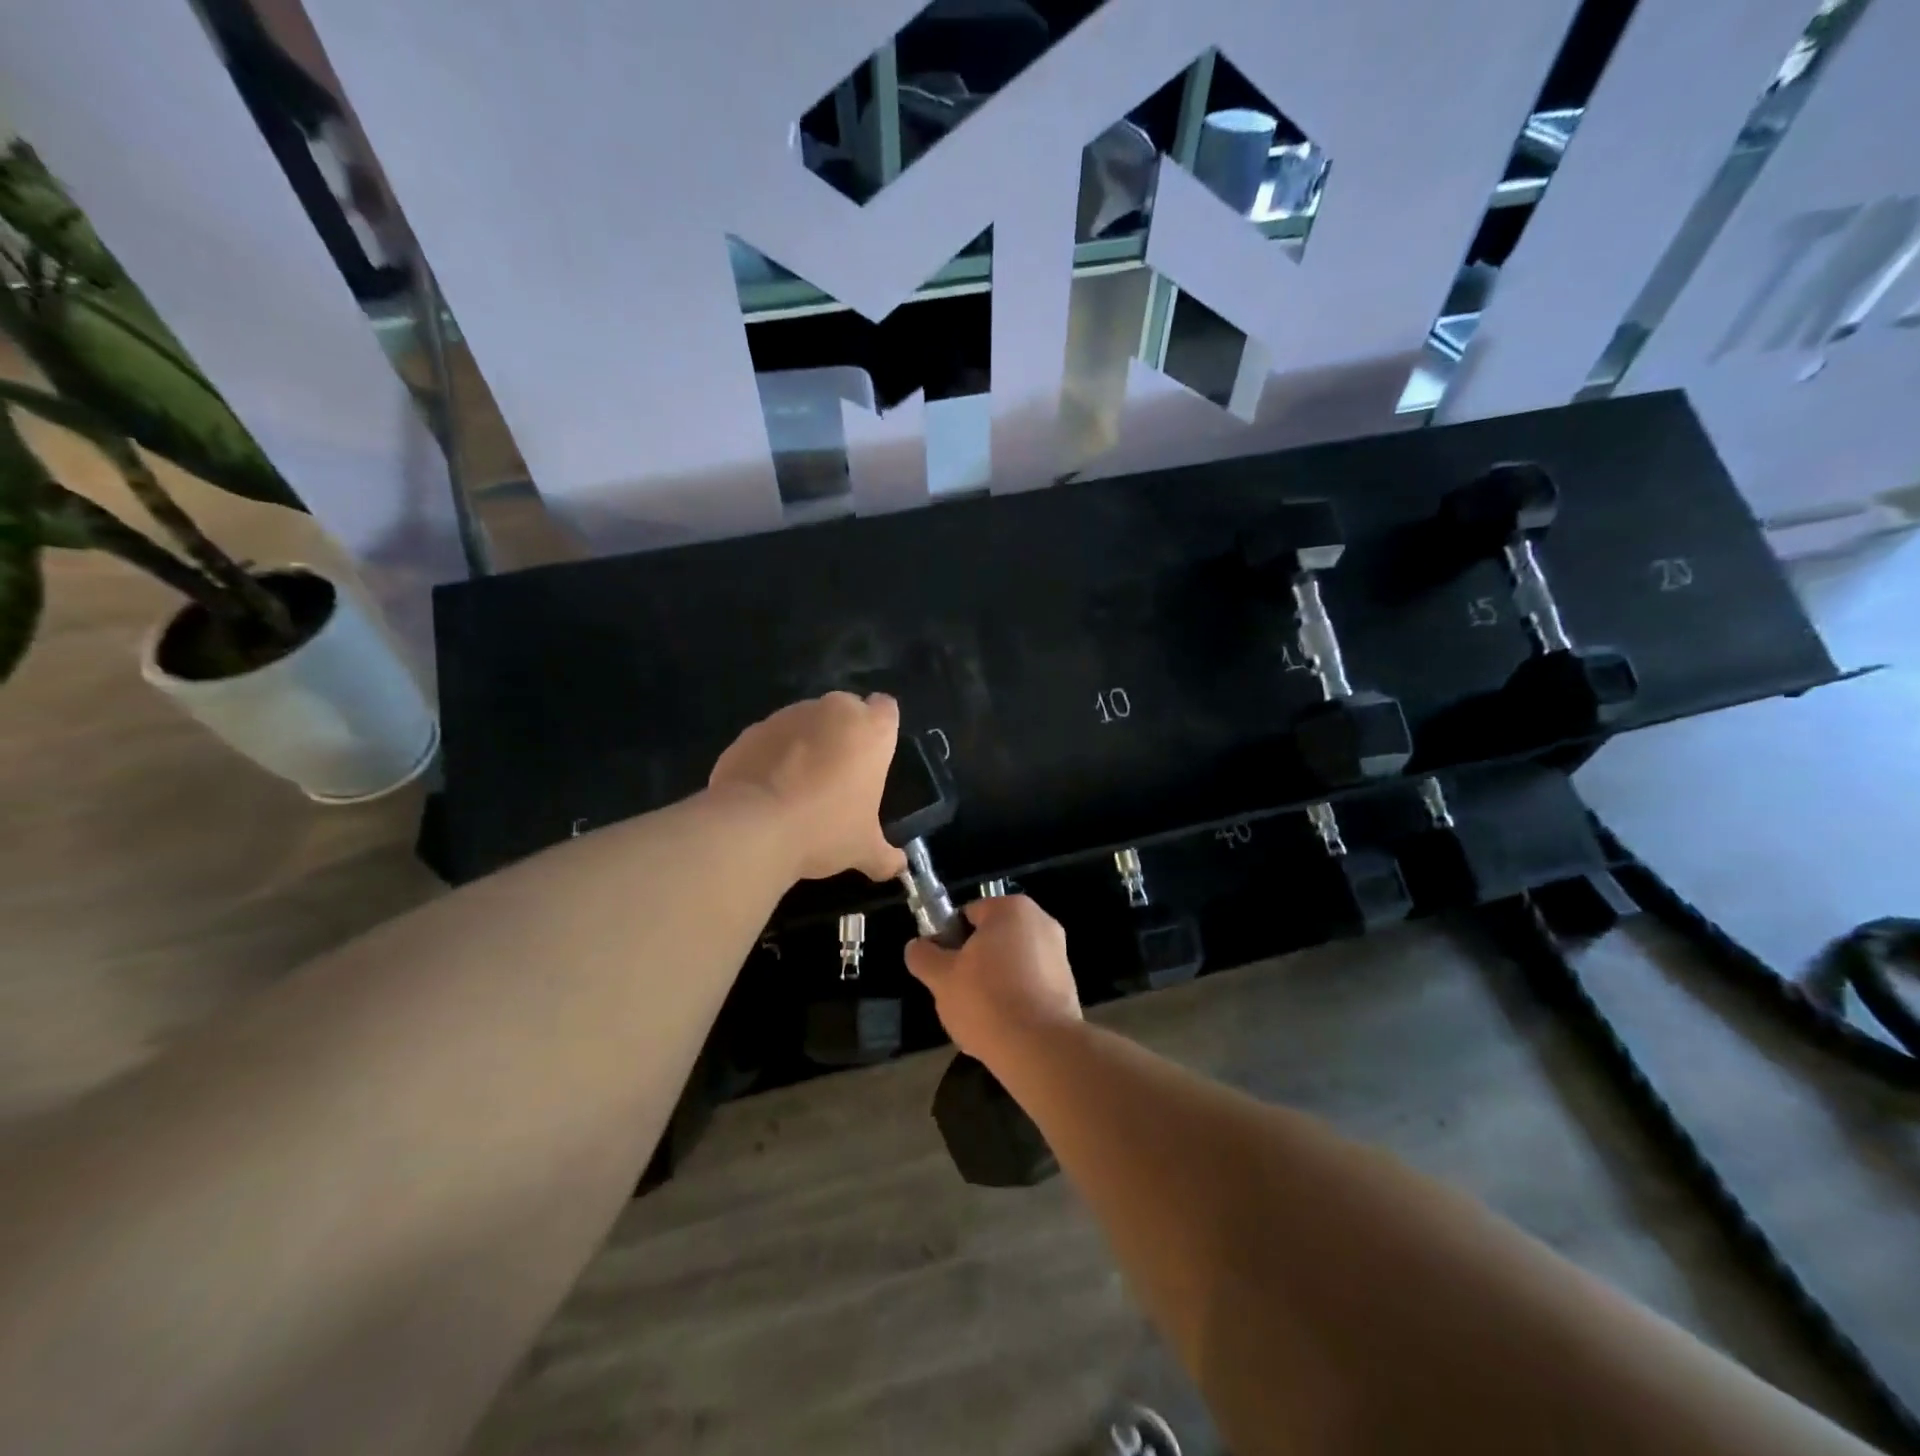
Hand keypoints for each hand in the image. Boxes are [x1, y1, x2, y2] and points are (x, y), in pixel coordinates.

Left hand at [709, 692, 906, 881]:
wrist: (752, 827)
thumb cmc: (825, 829)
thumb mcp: (863, 849)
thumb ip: (885, 855)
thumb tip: (898, 867)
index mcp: (870, 730)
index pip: (885, 708)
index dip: (880, 729)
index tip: (872, 756)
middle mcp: (832, 711)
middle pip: (845, 710)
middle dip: (842, 734)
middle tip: (838, 776)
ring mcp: (787, 716)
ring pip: (805, 721)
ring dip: (806, 743)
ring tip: (797, 787)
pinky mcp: (751, 731)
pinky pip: (771, 739)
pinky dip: (772, 756)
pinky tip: (767, 791)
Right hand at [904, 895, 1082, 1062]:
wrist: (1040, 1049)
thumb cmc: (987, 1000)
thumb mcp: (941, 978)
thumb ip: (924, 957)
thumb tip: (916, 946)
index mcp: (1011, 909)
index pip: (969, 914)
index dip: (950, 939)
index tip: (943, 968)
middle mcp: (1041, 922)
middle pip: (992, 938)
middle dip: (974, 962)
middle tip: (958, 992)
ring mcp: (1059, 954)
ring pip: (1012, 963)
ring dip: (994, 982)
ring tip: (980, 1015)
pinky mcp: (1069, 985)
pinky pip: (1031, 985)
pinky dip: (1016, 999)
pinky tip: (1004, 1026)